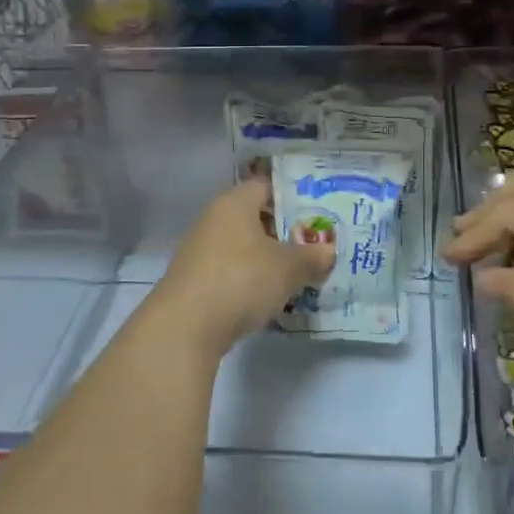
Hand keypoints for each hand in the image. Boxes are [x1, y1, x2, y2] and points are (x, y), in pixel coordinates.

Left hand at [154, 175, 335, 358]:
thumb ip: (311, 256)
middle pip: (256, 218)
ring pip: (246, 248)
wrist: (185, 327)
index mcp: (235, 203)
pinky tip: (274, 297)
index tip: (320, 209)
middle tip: (318, 244)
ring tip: (302, 273)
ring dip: (270, 259)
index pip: (267, 186)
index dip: (294, 195)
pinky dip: (253, 281)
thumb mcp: (287, 268)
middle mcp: (214, 220)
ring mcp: (202, 252)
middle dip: (286, 232)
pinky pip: (234, 273)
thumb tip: (328, 251)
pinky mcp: (197, 282)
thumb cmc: (240, 279)